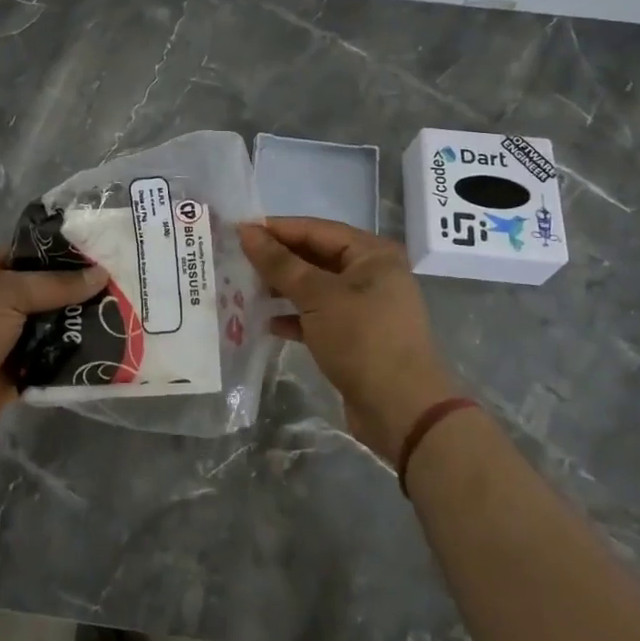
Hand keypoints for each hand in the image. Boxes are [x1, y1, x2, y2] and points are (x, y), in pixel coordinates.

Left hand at [0, 250, 106, 452]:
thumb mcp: (10, 293)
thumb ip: (56, 284)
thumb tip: (102, 274)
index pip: (28, 254)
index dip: (60, 254)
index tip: (99, 254)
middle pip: (43, 292)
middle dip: (76, 292)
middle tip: (118, 287)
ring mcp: (5, 339)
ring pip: (49, 326)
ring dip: (76, 325)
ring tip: (119, 317)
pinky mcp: (14, 372)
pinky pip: (48, 359)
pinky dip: (69, 357)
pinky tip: (102, 349)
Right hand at [239, 218, 462, 463]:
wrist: (402, 411)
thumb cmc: (362, 339)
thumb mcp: (317, 296)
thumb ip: (280, 263)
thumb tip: (247, 231)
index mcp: (372, 253)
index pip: (316, 229)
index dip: (277, 229)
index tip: (239, 232)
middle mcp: (372, 274)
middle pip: (316, 256)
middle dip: (278, 260)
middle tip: (237, 261)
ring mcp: (365, 307)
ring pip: (315, 288)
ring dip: (283, 289)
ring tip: (245, 290)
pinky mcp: (356, 336)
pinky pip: (319, 316)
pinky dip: (295, 317)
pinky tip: (267, 323)